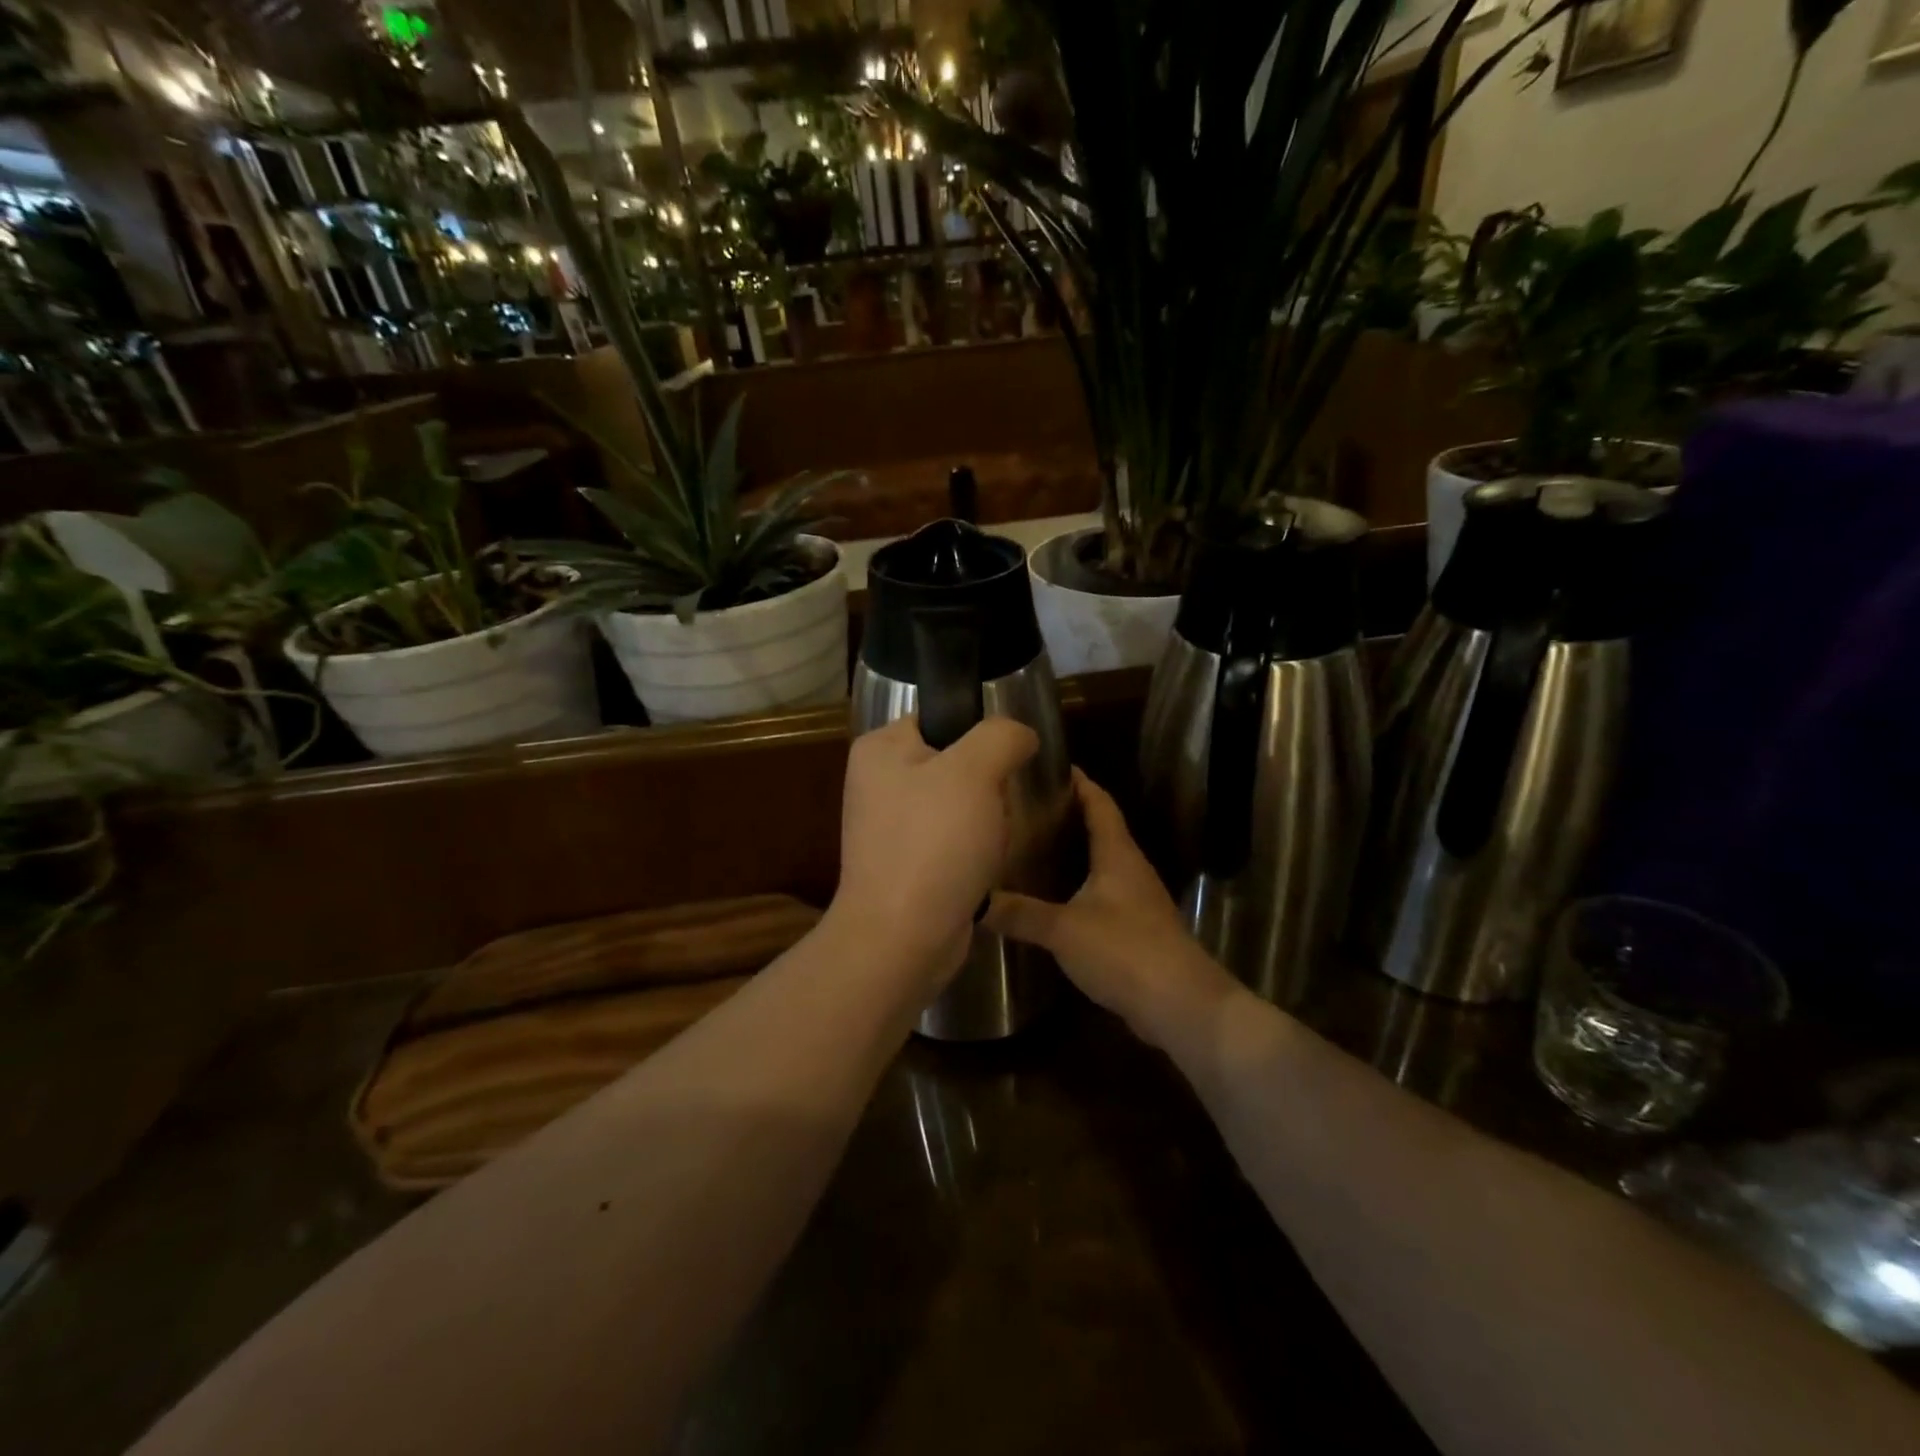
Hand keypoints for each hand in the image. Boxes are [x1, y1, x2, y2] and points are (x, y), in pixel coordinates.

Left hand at [833, 714, 1038, 985]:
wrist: (904, 938)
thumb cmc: (934, 843)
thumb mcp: (974, 771)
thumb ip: (1002, 735)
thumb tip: (1020, 735)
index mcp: (880, 749)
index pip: (942, 718)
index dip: (980, 736)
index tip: (1005, 763)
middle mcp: (879, 783)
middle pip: (957, 763)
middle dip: (988, 787)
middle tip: (997, 809)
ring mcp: (891, 827)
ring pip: (962, 805)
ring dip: (987, 823)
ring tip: (991, 843)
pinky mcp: (908, 864)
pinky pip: (954, 842)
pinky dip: (974, 852)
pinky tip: (981, 868)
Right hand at [987, 769, 1236, 1039]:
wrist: (1180, 1005)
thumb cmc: (1124, 950)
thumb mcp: (1063, 929)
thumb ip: (1020, 913)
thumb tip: (974, 901)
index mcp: (1118, 854)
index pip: (1099, 803)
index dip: (1080, 782)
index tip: (1051, 766)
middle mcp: (1131, 869)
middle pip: (1101, 829)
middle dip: (1069, 815)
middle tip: (1026, 808)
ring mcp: (1137, 900)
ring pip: (1102, 863)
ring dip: (1074, 852)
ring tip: (1033, 848)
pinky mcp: (1137, 929)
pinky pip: (1103, 894)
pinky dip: (1079, 886)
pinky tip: (1054, 899)